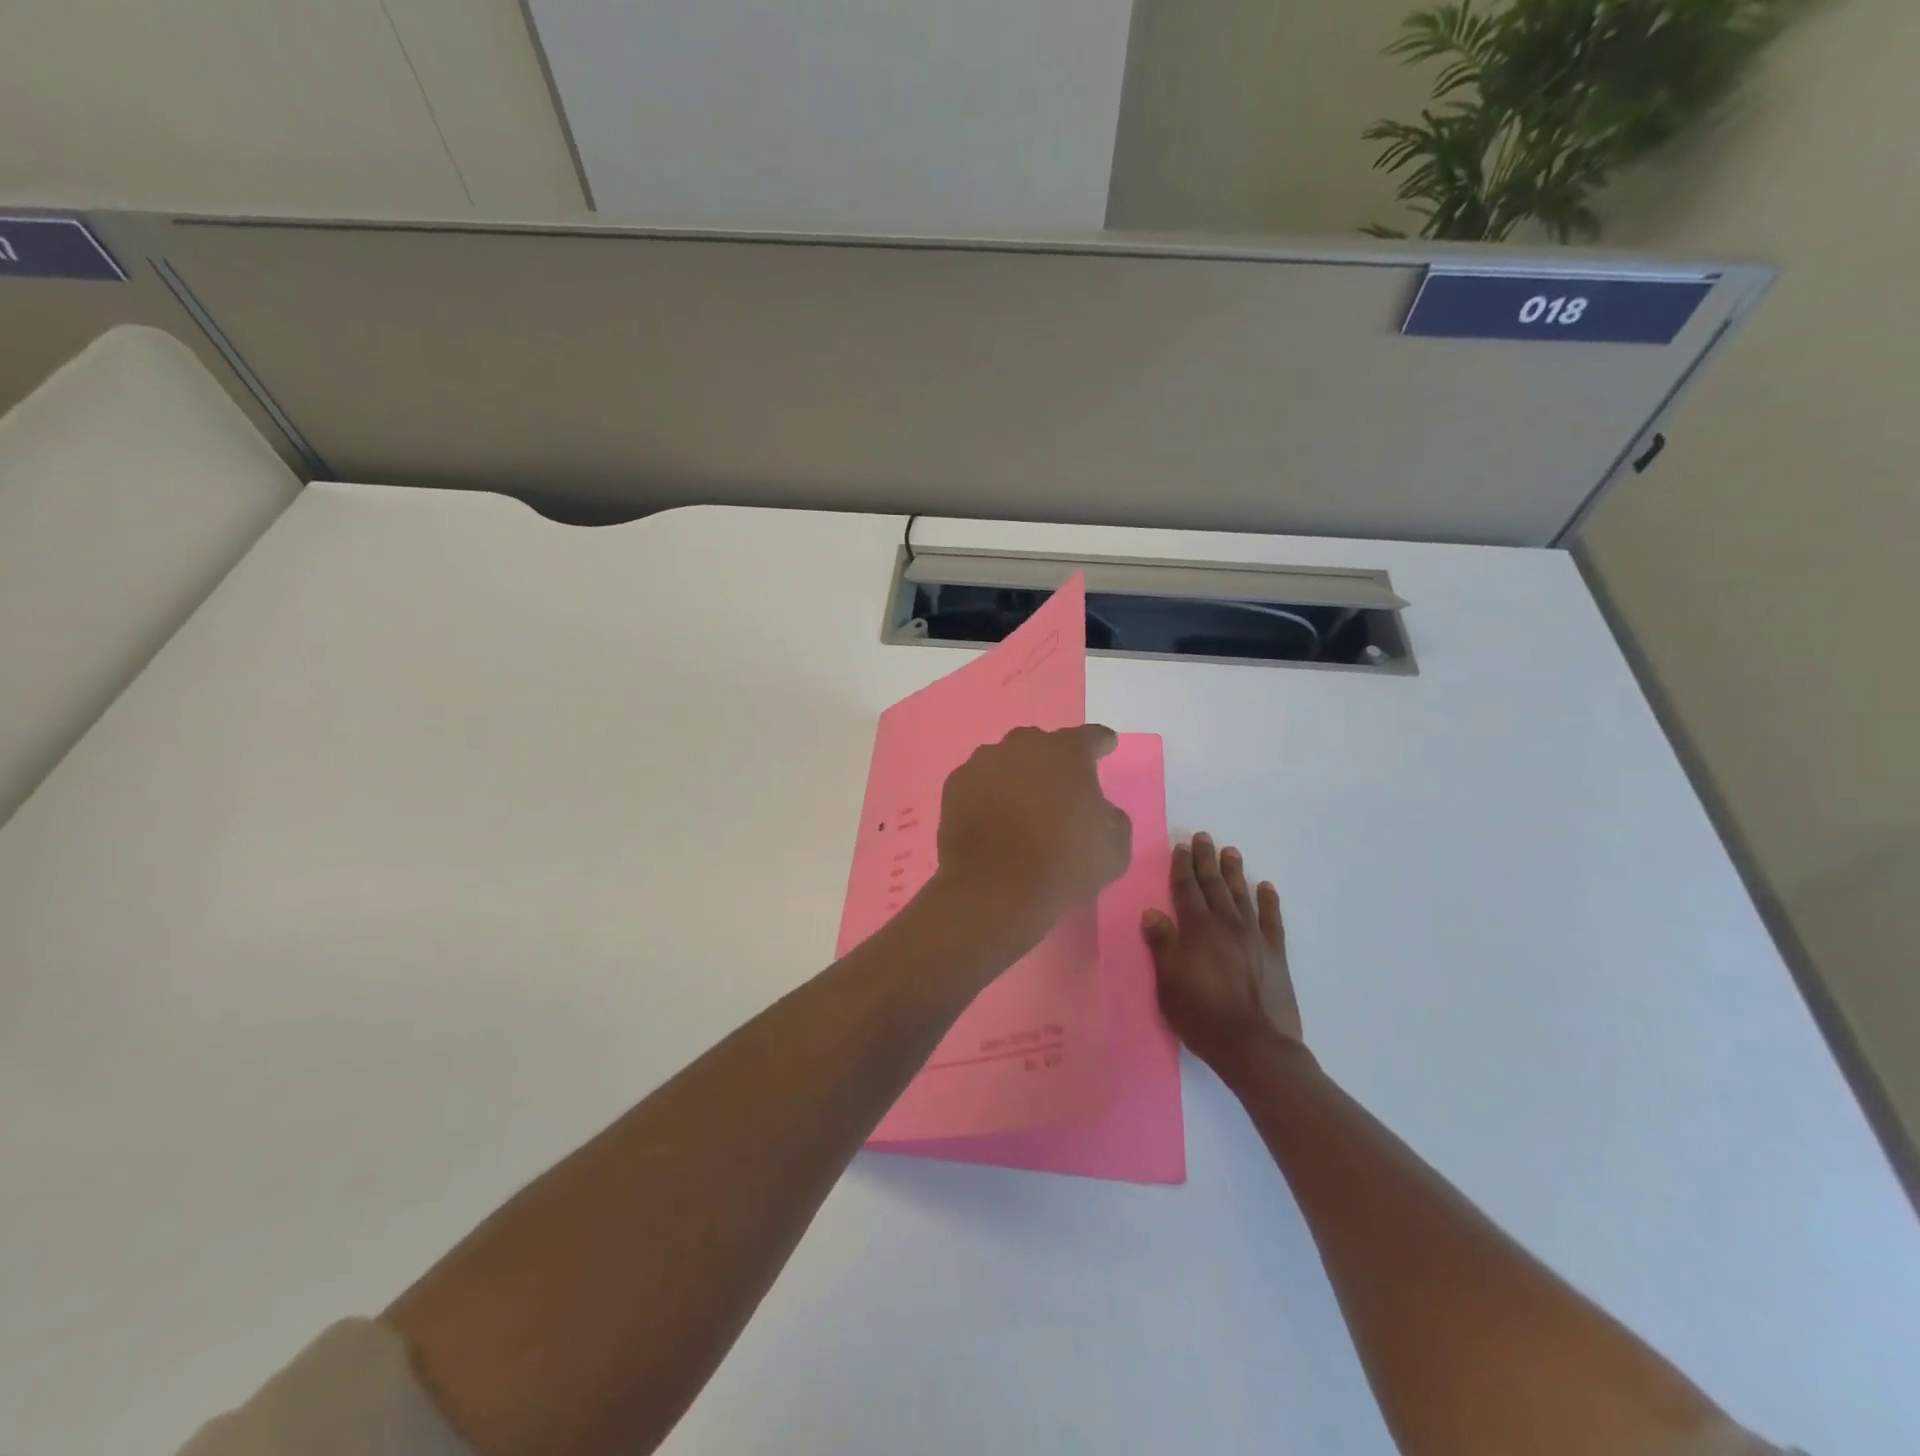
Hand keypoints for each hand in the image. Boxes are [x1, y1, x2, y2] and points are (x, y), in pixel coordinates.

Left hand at [931, 725, 1131, 953]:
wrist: (995, 888)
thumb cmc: (1063, 863)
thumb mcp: (1114, 845)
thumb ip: (1111, 816)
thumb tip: (1098, 810)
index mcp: (1066, 752)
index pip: (1090, 737)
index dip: (1100, 742)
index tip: (1106, 745)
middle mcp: (1023, 746)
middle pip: (1042, 745)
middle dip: (1052, 761)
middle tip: (1059, 787)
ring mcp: (983, 762)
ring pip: (1006, 760)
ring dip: (1016, 776)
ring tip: (1020, 805)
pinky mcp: (955, 785)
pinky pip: (978, 782)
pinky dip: (986, 794)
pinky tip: (991, 817)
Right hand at [1143, 833, 1303, 1073]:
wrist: (1255, 1047)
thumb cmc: (1203, 1016)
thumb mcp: (1169, 983)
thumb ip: (1162, 946)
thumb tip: (1152, 913)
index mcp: (1198, 929)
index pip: (1186, 889)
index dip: (1182, 867)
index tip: (1181, 847)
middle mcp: (1226, 925)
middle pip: (1214, 885)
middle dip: (1206, 860)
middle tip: (1204, 837)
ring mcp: (1254, 937)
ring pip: (1242, 895)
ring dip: (1234, 872)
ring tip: (1231, 852)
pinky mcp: (1275, 954)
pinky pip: (1271, 919)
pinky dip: (1268, 901)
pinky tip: (1266, 887)